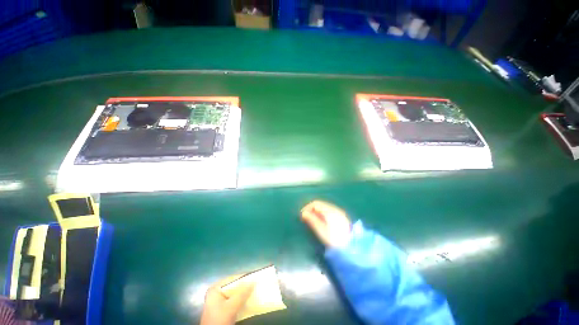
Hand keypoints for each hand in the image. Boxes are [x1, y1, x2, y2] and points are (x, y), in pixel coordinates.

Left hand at [199, 278, 253, 324]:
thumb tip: (253, 281)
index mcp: (215, 289)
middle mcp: (216, 293)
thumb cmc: (219, 320)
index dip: (244, 278)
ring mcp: (218, 302)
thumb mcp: (231, 307)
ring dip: (243, 295)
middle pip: (233, 287)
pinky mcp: (221, 310)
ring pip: (234, 295)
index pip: (232, 279)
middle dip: (244, 287)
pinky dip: (240, 301)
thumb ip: (242, 293)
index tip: (255, 278)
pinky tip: (248, 302)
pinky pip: (233, 301)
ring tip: (254, 292)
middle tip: (255, 285)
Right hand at [301, 200, 351, 247]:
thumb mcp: (321, 230)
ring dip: (316, 211)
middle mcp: (334, 208)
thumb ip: (311, 219)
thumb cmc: (333, 239)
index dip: (307, 207)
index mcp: (329, 210)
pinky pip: (328, 211)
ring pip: (324, 208)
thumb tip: (303, 213)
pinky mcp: (341, 217)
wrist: (350, 247)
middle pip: (320, 204)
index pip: (316, 203)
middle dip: (311, 209)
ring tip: (311, 219)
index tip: (301, 214)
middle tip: (305, 217)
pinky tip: (320, 220)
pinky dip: (322, 214)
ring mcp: (339, 212)